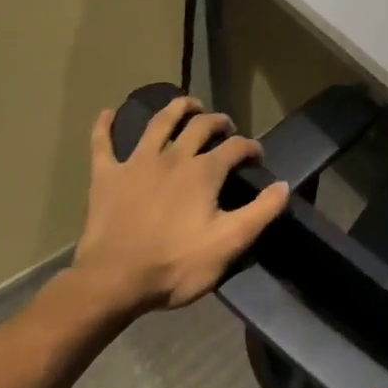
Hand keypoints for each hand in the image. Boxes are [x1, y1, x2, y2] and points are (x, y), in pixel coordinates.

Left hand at [70, 95, 287, 312]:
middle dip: (217, 121)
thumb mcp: (229, 244)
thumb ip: (261, 212)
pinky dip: (104, 127)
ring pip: (159, 123)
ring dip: (176, 108)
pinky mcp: (106, 177)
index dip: (250, 147)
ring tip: (188, 104)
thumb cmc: (175, 264)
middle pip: (200, 126)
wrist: (112, 283)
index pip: (236, 147)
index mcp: (204, 172)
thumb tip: (284, 186)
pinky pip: (102, 145)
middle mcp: (173, 157)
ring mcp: (137, 163)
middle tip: (225, 126)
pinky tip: (107, 114)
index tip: (257, 156)